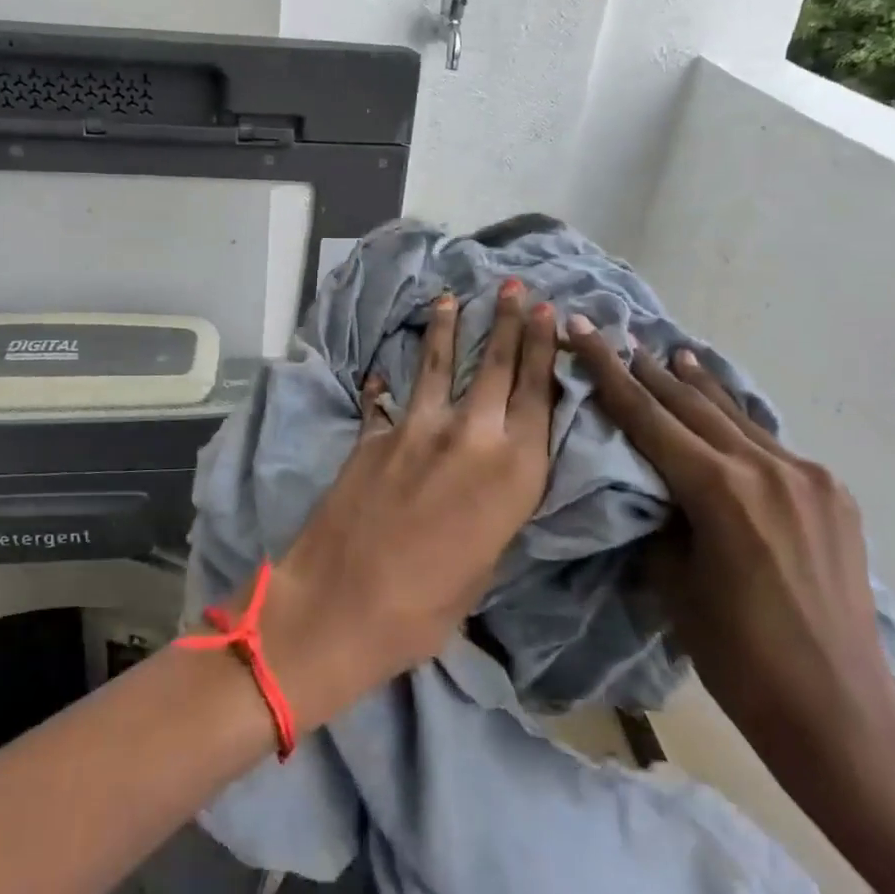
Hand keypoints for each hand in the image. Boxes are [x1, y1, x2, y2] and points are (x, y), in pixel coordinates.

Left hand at [260, 282, 557, 727]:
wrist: (344, 602)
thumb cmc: (429, 606)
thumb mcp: (487, 560)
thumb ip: (496, 506)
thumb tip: (491, 479)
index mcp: (515, 472)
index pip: (538, 394)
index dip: (544, 349)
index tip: (549, 313)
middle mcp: (472, 436)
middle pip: (496, 365)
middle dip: (508, 322)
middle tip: (514, 287)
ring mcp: (418, 427)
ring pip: (440, 364)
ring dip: (448, 328)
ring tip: (452, 297)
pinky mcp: (376, 432)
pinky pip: (387, 396)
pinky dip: (385, 381)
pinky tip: (381, 369)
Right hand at [567, 321, 894, 893]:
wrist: (843, 716)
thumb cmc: (739, 658)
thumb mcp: (674, 582)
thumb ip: (660, 518)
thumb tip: (655, 487)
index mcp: (719, 490)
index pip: (646, 415)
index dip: (606, 369)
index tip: (581, 328)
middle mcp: (765, 468)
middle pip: (689, 404)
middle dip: (646, 369)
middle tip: (615, 334)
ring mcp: (806, 477)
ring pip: (733, 416)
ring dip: (696, 386)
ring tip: (671, 353)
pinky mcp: (831, 494)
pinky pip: (767, 442)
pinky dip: (734, 420)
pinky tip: (724, 409)